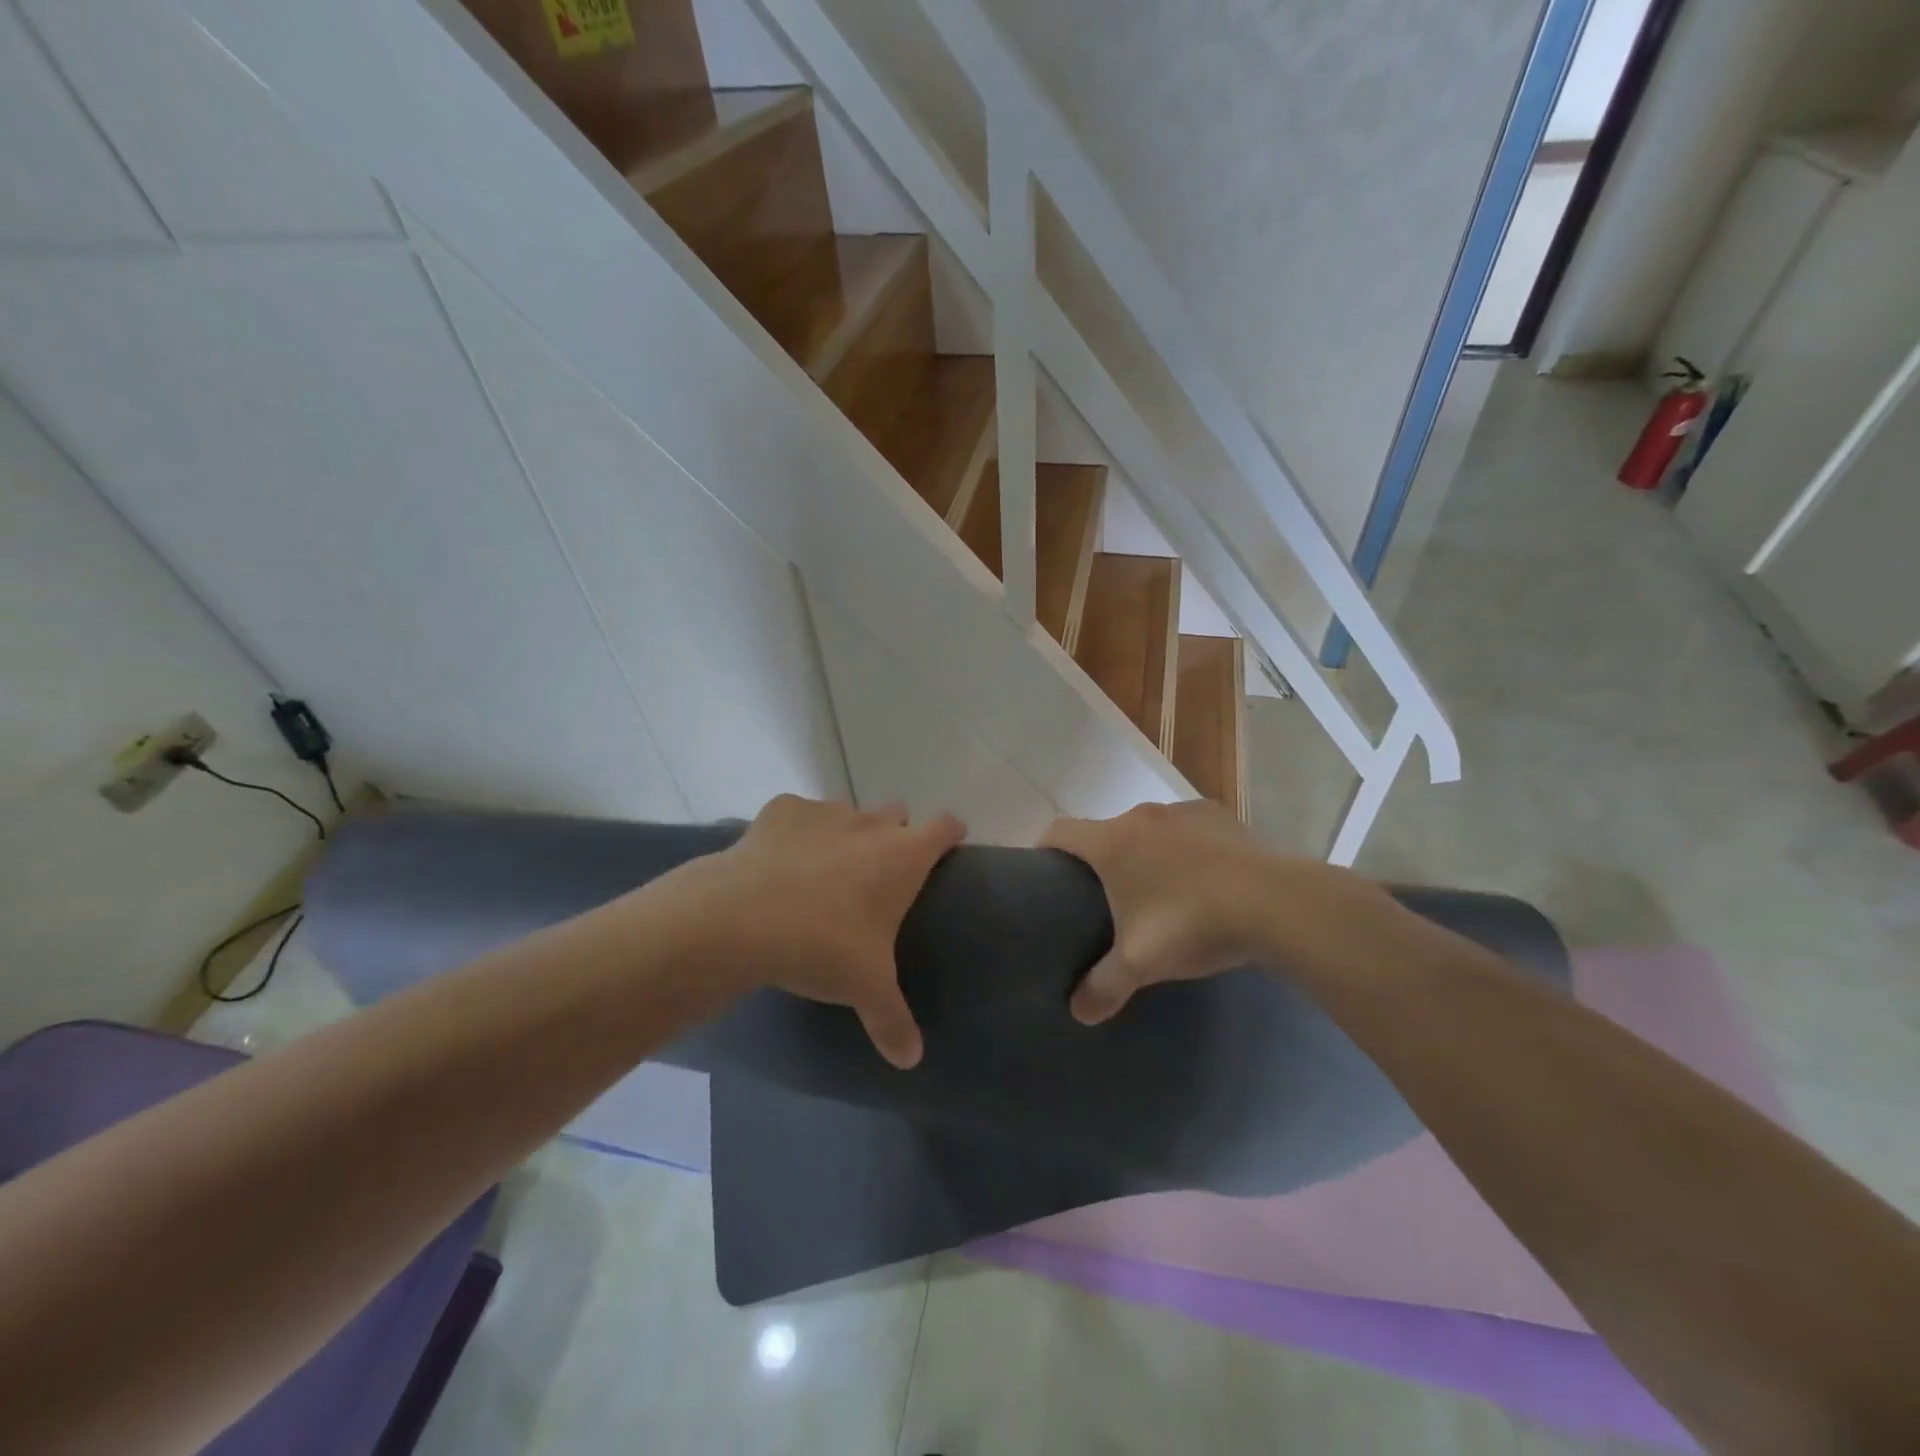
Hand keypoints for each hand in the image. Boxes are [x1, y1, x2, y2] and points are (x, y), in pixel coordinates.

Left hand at [647, 795, 964, 1067]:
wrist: (740, 918)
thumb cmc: (821, 946)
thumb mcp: (864, 989)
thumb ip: (893, 1022)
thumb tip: (911, 1060)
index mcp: (903, 856)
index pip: (945, 825)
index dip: (949, 834)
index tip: (945, 850)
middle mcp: (870, 823)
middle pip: (897, 813)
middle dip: (894, 835)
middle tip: (877, 876)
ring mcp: (825, 811)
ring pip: (848, 813)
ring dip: (845, 835)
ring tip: (822, 874)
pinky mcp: (781, 810)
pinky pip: (798, 815)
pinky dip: (796, 832)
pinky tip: (779, 862)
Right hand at [1040, 801, 1356, 1023]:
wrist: (1274, 902)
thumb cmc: (1191, 924)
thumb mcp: (1141, 963)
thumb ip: (1103, 986)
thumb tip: (1077, 1012)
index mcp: (1111, 842)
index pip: (1059, 831)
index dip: (1047, 848)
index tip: (1047, 871)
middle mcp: (1141, 816)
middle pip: (1106, 831)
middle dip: (1103, 859)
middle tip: (1108, 898)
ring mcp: (1183, 812)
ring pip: (1149, 830)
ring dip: (1147, 852)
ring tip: (1161, 891)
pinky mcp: (1219, 816)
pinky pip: (1188, 830)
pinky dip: (1185, 849)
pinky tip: (1204, 880)